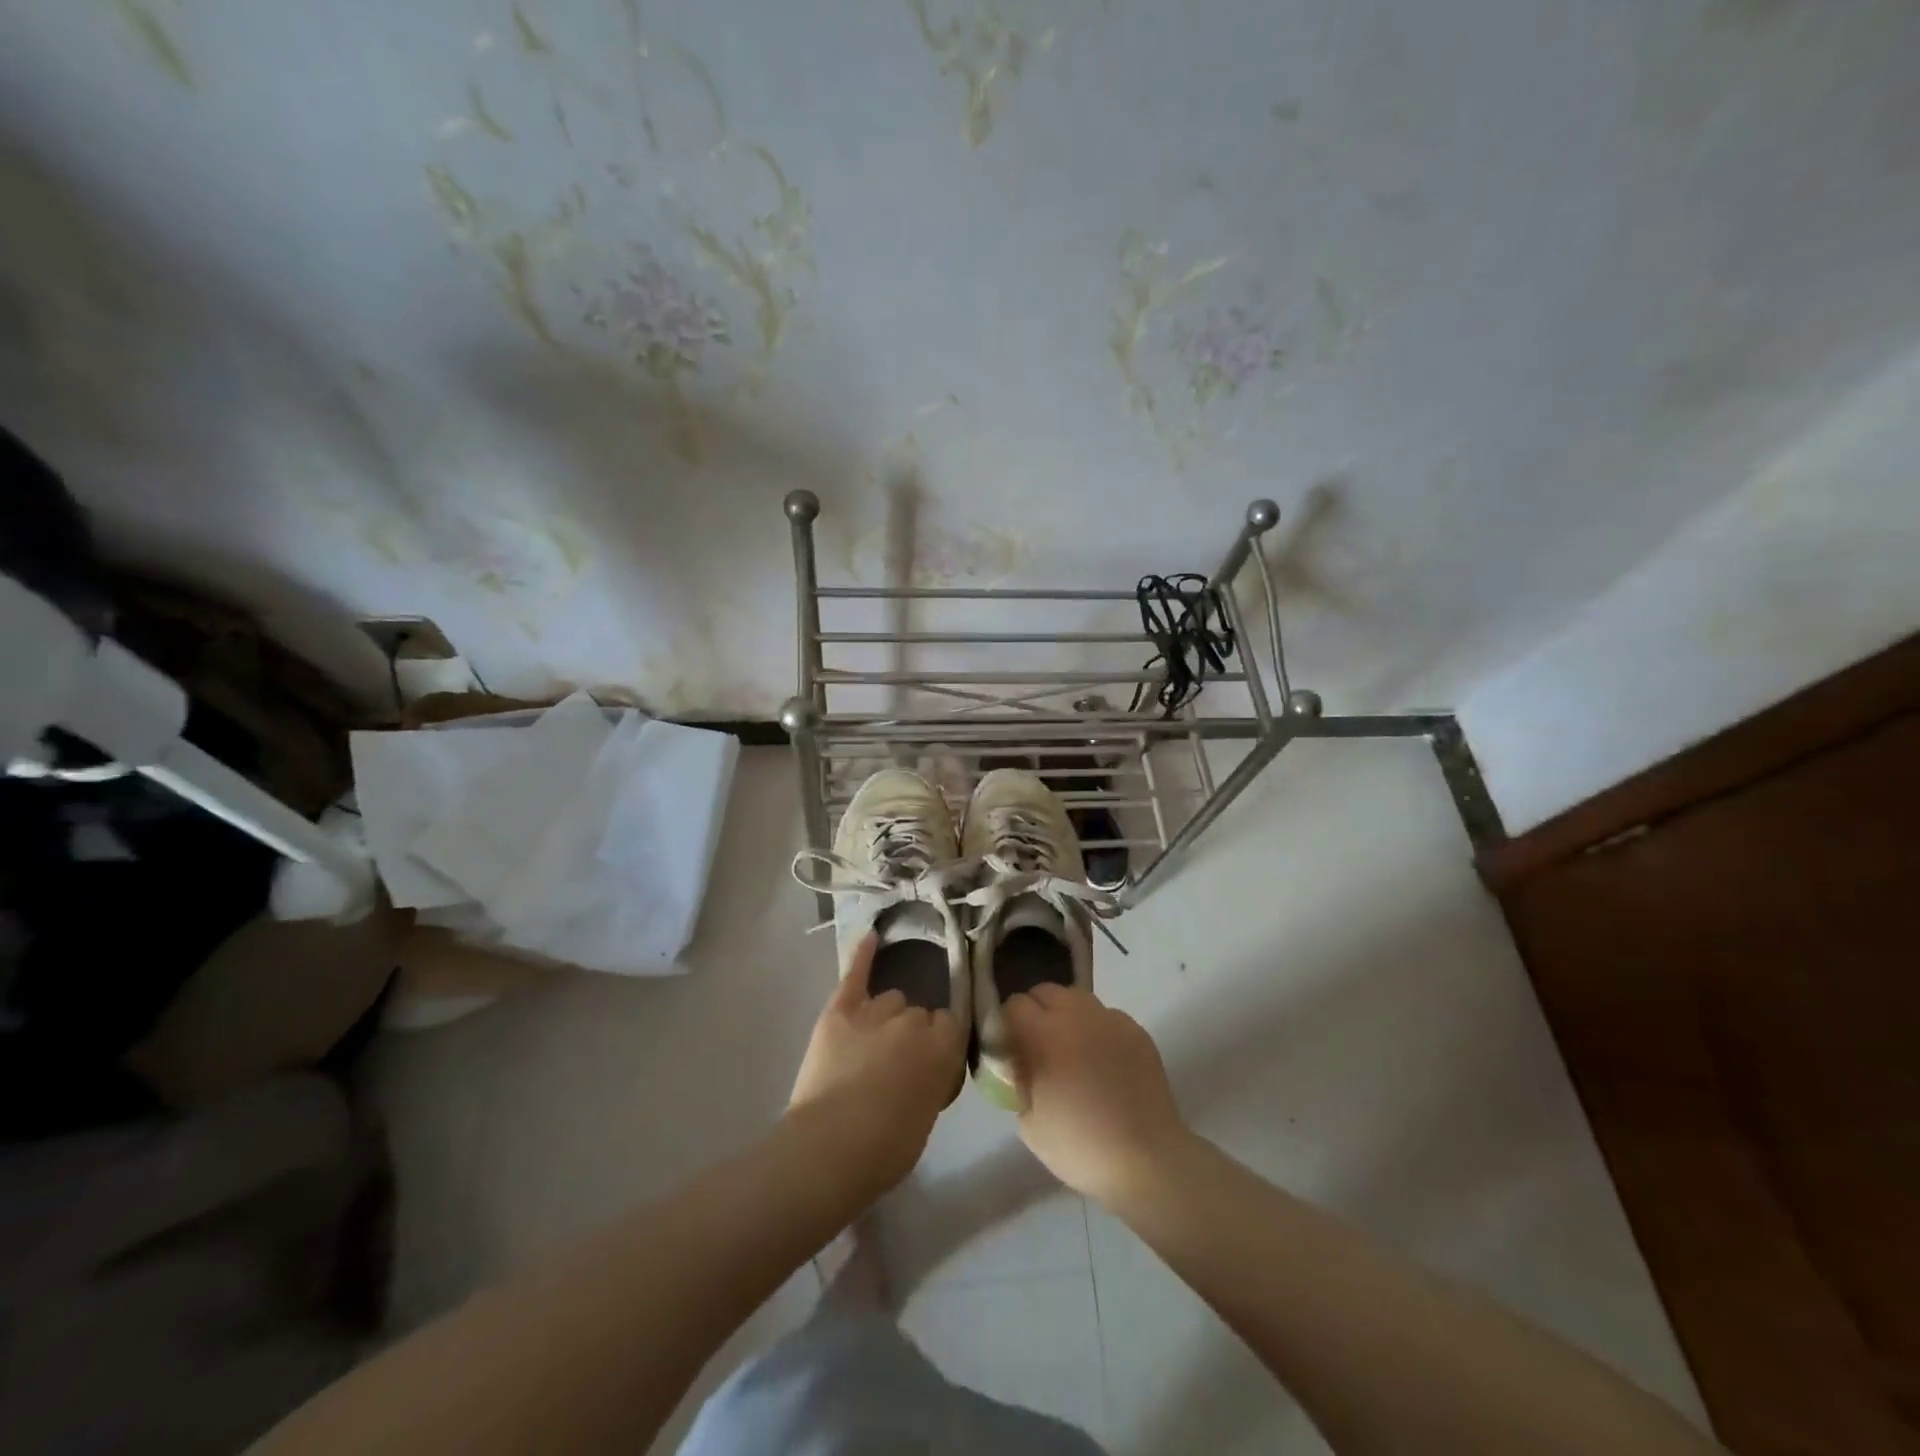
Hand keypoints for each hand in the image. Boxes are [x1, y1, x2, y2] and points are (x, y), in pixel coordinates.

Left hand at [788, 934, 965, 1188]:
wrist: (828, 1151)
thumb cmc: (885, 1150)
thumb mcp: (927, 1116)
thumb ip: (934, 1079)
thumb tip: (928, 1068)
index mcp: (943, 1049)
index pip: (952, 1025)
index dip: (941, 1042)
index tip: (932, 1060)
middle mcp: (913, 1022)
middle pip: (920, 1013)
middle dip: (913, 1033)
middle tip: (898, 1063)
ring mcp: (875, 1012)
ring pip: (892, 999)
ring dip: (888, 1017)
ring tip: (874, 1042)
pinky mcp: (839, 1010)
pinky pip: (855, 975)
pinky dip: (862, 955)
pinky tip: (870, 936)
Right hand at [1004, 983, 1191, 1205]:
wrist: (1146, 1160)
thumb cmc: (1080, 1146)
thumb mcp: (1029, 1123)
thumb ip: (1017, 1082)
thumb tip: (1017, 1065)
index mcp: (1045, 1034)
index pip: (1015, 1005)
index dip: (1007, 1024)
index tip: (1009, 1047)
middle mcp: (1077, 1016)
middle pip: (1045, 991)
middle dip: (1035, 1011)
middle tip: (1036, 1045)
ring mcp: (1111, 1020)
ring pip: (1077, 998)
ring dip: (1066, 1014)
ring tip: (1070, 1047)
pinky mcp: (1137, 1031)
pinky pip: (1107, 1016)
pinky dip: (1097, 1028)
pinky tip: (1101, 1059)